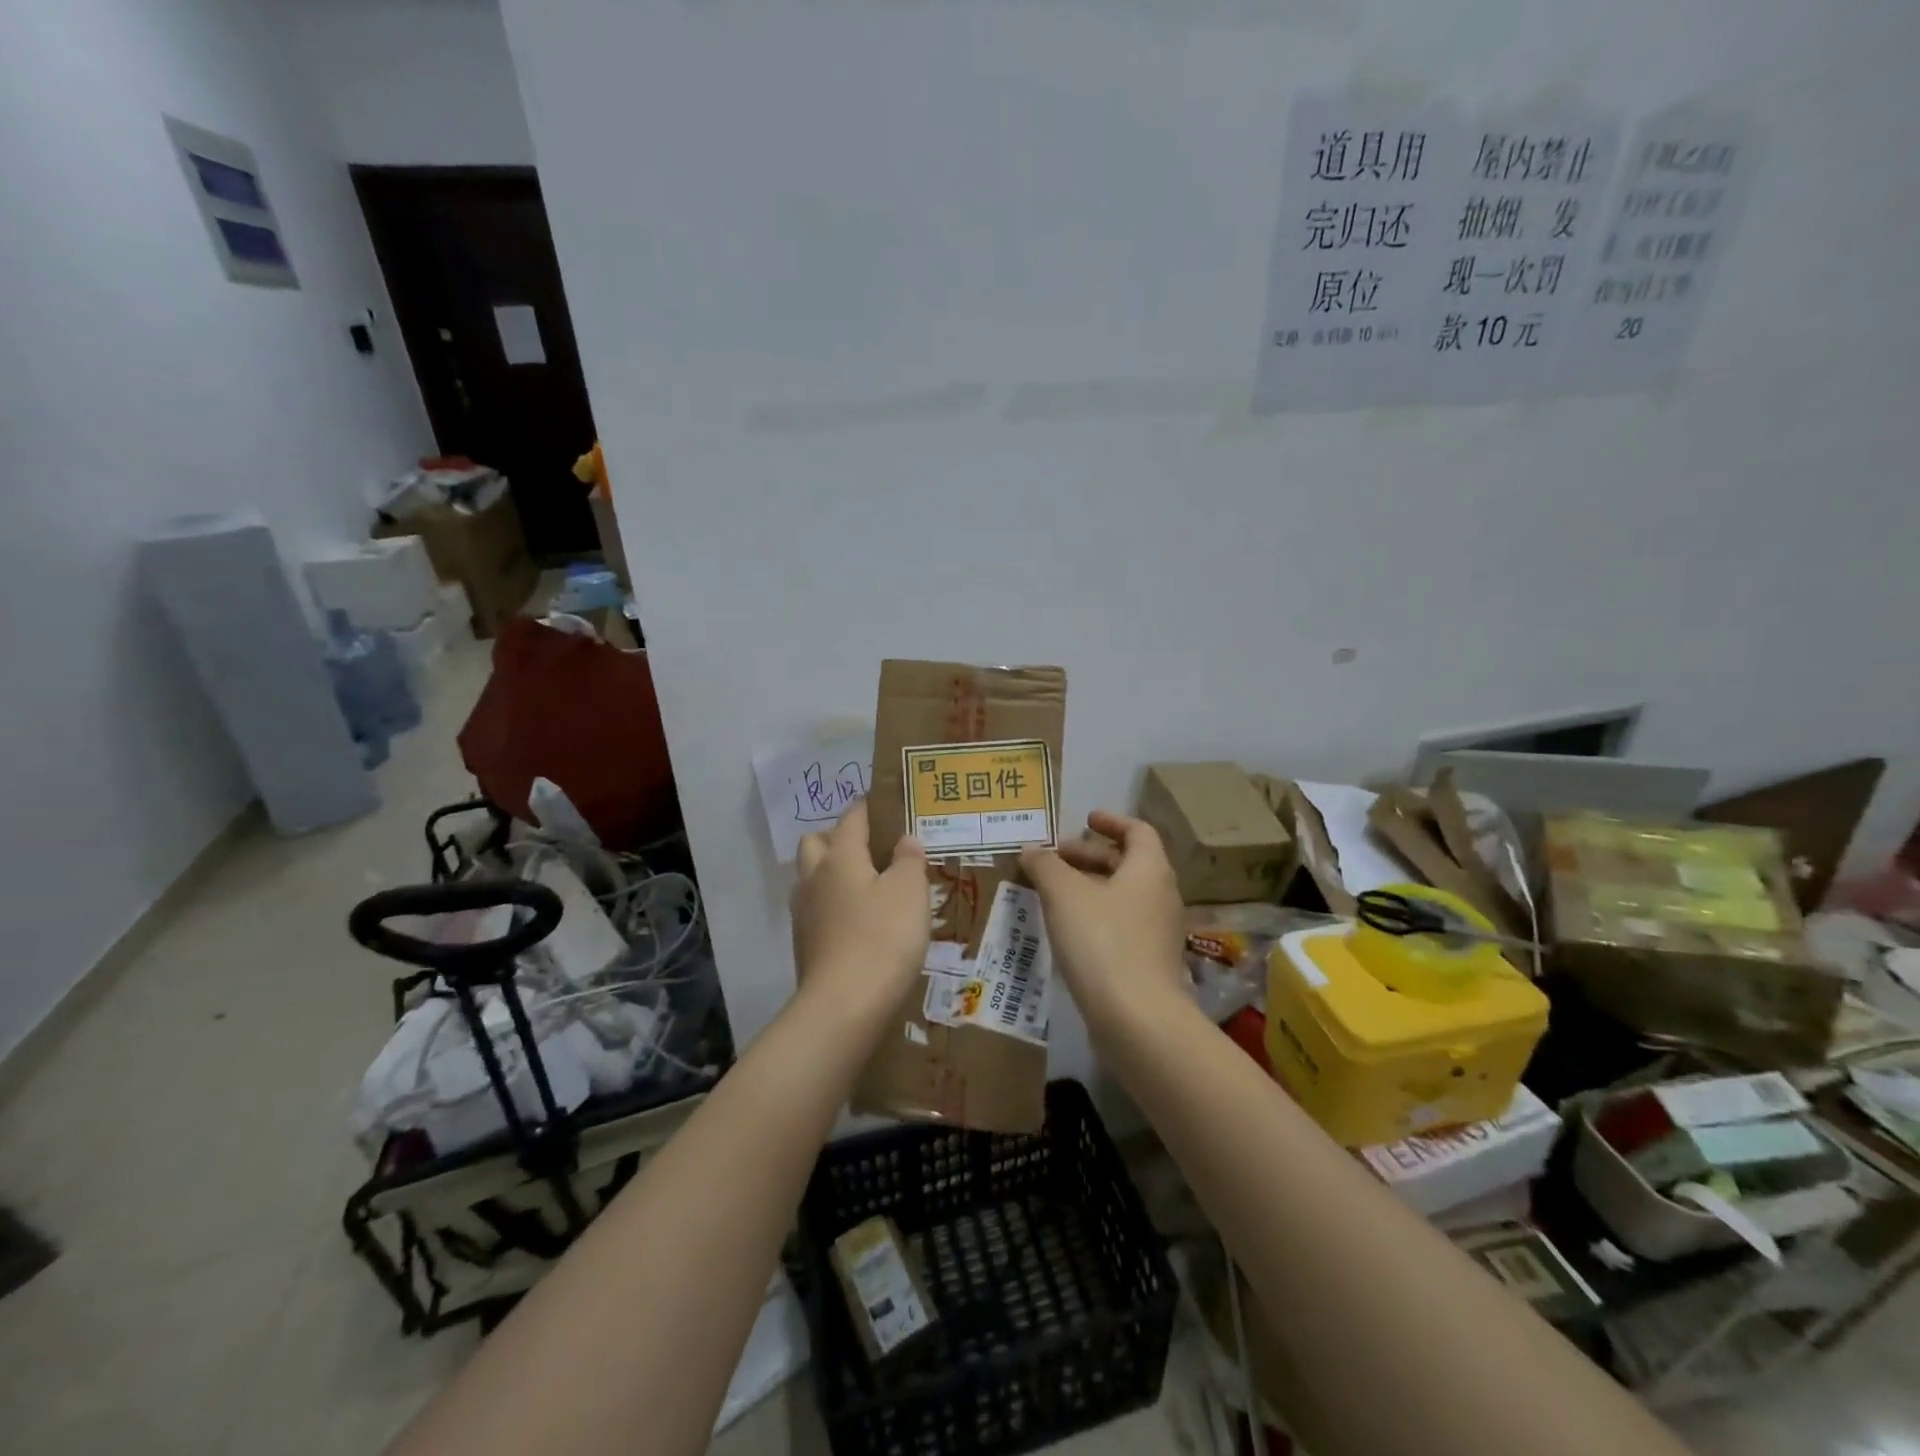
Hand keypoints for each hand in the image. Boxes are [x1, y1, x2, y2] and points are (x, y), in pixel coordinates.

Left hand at [791, 800, 928, 1017]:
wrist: (843, 1006)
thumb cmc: (883, 937)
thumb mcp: (910, 891)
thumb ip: (909, 859)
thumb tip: (905, 839)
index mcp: (840, 855)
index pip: (852, 817)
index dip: (870, 806)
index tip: (888, 803)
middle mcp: (814, 876)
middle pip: (818, 842)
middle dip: (840, 837)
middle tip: (873, 848)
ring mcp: (804, 911)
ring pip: (813, 876)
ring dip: (833, 872)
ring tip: (867, 885)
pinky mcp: (804, 942)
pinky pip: (817, 908)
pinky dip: (834, 905)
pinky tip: (858, 921)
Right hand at [1021, 811, 1186, 1022]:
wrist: (1137, 1018)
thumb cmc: (1102, 941)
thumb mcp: (1064, 894)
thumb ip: (1045, 866)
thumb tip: (1031, 850)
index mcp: (1149, 869)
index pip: (1137, 831)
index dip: (1111, 821)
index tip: (1085, 819)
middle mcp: (1161, 895)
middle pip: (1128, 863)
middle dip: (1090, 856)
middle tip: (1055, 858)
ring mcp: (1158, 932)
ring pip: (1123, 896)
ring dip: (1090, 888)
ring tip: (1053, 893)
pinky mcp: (1150, 963)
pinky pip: (1122, 925)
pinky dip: (1096, 916)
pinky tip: (1068, 931)